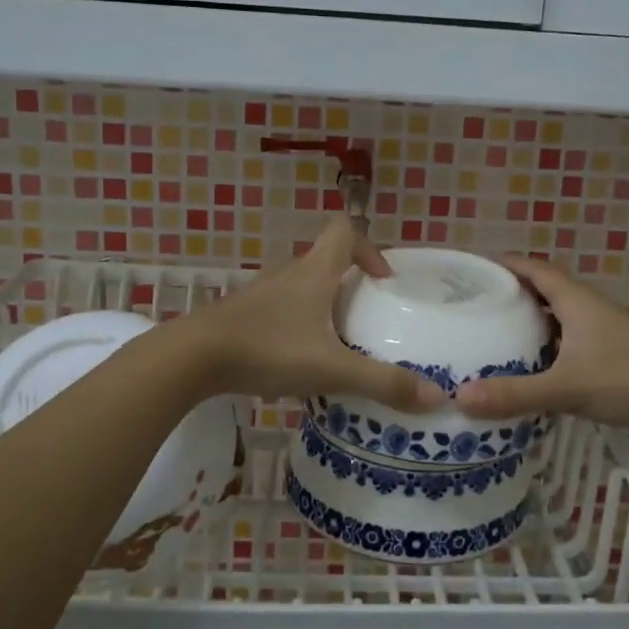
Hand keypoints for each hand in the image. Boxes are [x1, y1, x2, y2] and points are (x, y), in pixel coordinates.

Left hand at [185, 217, 447, 412]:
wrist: (191, 357)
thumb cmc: (267, 350)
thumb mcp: (331, 369)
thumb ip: (382, 383)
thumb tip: (436, 397)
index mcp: (313, 272)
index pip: (345, 231)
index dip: (370, 248)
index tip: (383, 282)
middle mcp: (287, 274)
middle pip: (325, 261)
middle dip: (349, 285)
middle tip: (366, 321)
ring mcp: (260, 294)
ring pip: (300, 288)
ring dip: (322, 307)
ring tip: (337, 346)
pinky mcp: (241, 315)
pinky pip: (279, 311)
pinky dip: (295, 326)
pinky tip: (296, 362)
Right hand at [453, 256, 628, 432]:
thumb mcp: (567, 387)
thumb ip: (516, 394)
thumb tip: (460, 398)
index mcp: (575, 301)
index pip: (534, 269)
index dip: (505, 264)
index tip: (474, 270)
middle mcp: (588, 308)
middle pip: (544, 290)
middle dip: (512, 294)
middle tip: (476, 306)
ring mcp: (603, 330)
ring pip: (558, 316)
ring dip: (531, 320)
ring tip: (496, 335)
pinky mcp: (613, 351)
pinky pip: (570, 338)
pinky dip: (548, 344)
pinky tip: (535, 367)